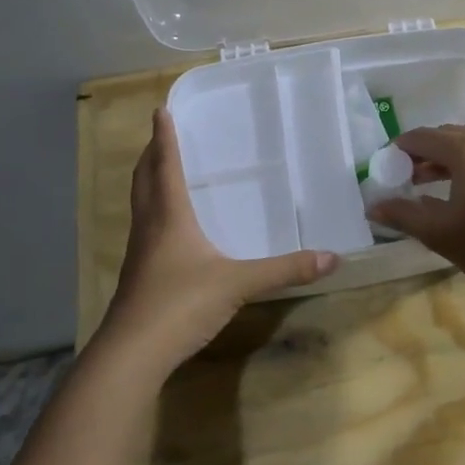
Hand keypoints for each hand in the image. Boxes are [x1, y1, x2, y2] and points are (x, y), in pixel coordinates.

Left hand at [99, 109, 337, 377]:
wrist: (133, 354)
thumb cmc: (181, 304)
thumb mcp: (239, 284)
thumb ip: (284, 270)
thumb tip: (332, 258)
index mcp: (170, 217)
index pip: (165, 167)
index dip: (164, 138)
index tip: (160, 111)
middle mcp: (150, 228)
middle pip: (144, 181)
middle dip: (151, 155)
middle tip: (159, 135)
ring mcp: (139, 254)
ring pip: (140, 206)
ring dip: (148, 183)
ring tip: (161, 172)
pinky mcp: (138, 277)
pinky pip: (145, 230)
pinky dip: (153, 213)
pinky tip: (168, 228)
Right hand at [370, 125, 464, 297]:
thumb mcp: (438, 231)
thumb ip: (402, 214)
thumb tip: (373, 206)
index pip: (421, 137)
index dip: (398, 150)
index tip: (382, 168)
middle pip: (445, 137)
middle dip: (421, 153)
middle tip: (400, 177)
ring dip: (442, 160)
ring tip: (422, 185)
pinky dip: (464, 166)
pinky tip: (455, 192)